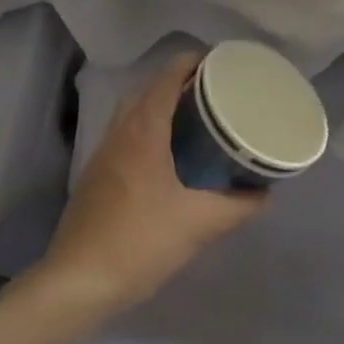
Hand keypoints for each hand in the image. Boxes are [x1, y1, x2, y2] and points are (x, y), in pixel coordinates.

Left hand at [31, 53, 265, 322]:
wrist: (78, 281)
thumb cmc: (140, 242)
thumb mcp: (198, 225)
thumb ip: (237, 207)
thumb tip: (265, 193)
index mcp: (142, 132)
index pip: (165, 78)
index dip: (191, 62)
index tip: (220, 62)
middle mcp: (119, 134)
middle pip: (148, 90)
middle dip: (179, 82)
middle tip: (214, 91)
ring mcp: (103, 155)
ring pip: (133, 114)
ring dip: (160, 106)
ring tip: (195, 118)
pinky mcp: (96, 176)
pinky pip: (125, 136)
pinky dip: (148, 130)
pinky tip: (168, 156)